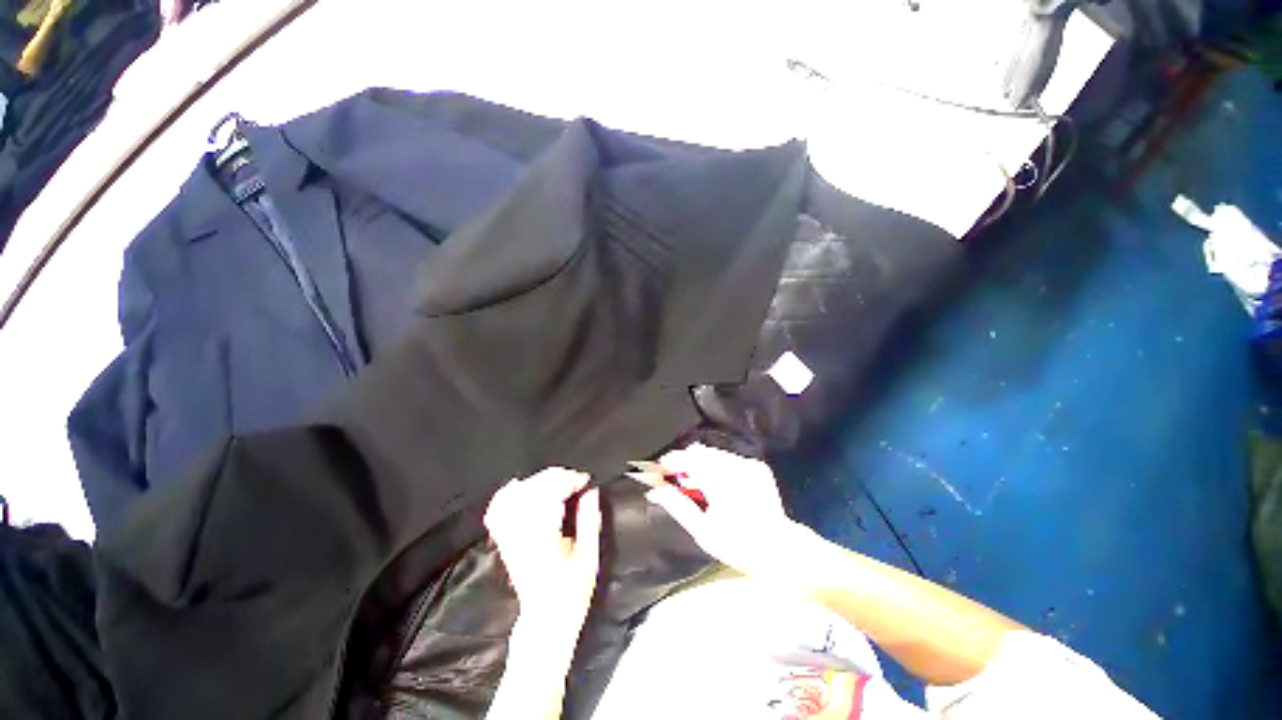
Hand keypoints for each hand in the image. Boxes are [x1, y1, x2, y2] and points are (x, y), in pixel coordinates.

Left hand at [485, 469, 601, 625]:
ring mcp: (509, 539)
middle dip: (556, 477)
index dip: (569, 481)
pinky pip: (497, 511)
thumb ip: (589, 521)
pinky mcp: (504, 541)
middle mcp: (522, 538)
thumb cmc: (572, 593)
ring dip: (537, 481)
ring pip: (515, 497)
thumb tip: (591, 492)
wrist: (546, 620)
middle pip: (532, 492)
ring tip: (556, 480)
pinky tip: (519, 485)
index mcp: (544, 542)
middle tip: (575, 479)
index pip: (550, 497)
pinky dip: (507, 494)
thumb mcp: (589, 558)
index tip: (585, 480)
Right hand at [644, 444, 806, 578]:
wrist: (781, 550)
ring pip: (713, 453)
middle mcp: (737, 469)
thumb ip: (677, 506)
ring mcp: (750, 465)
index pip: (690, 460)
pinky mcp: (757, 466)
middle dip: (684, 462)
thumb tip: (654, 490)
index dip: (671, 460)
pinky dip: (716, 466)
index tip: (659, 469)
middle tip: (677, 481)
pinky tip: (716, 485)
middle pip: (700, 452)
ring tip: (697, 486)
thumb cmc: (738, 547)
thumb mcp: (703, 532)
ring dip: (700, 464)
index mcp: (723, 486)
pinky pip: (727, 458)